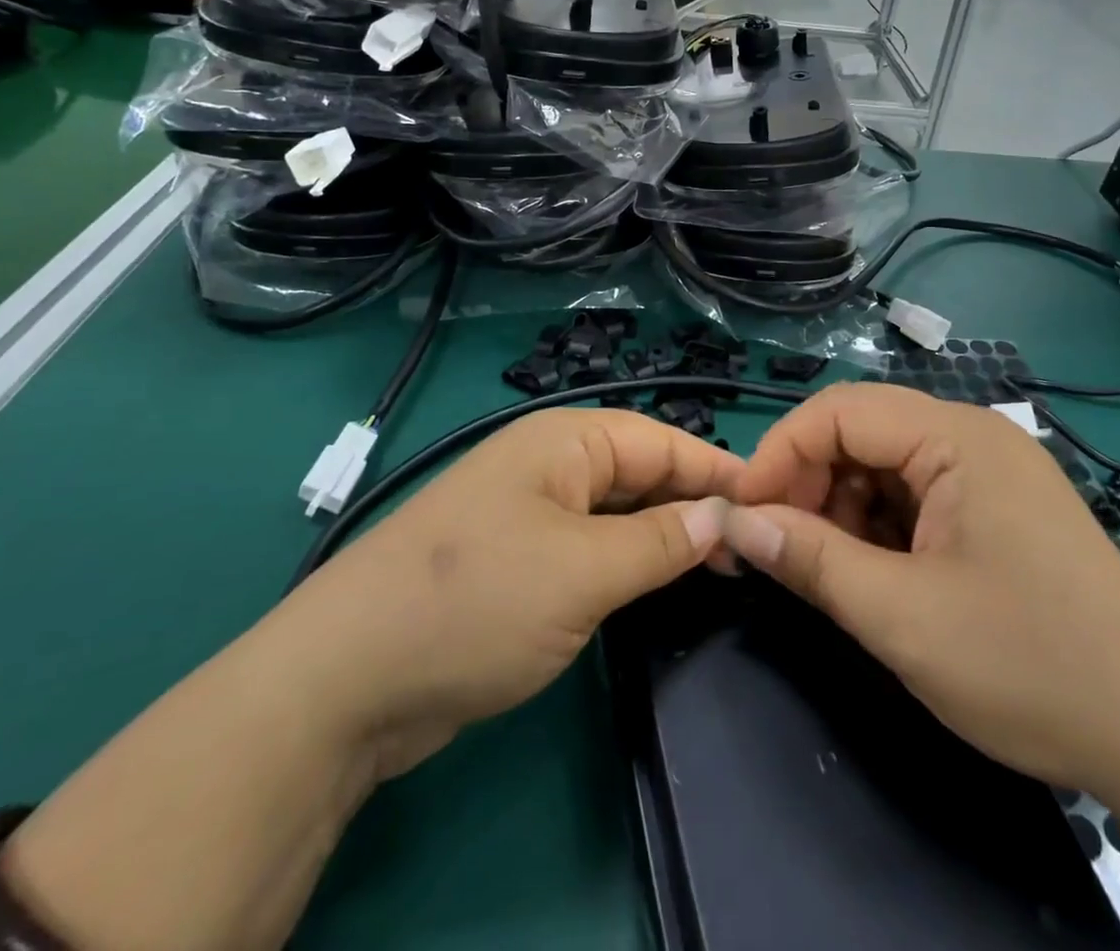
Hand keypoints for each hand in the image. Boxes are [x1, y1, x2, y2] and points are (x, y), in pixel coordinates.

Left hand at [277, 411, 737, 777]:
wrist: (346, 680)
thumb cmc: (478, 600)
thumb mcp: (583, 570)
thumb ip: (660, 541)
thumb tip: (723, 516)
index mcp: (563, 441)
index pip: (660, 441)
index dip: (717, 471)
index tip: (773, 505)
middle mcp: (547, 466)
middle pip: (639, 473)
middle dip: (693, 506)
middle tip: (753, 551)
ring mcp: (528, 515)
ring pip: (615, 515)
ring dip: (661, 538)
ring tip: (720, 571)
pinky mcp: (515, 564)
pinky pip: (588, 550)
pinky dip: (625, 565)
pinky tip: (656, 590)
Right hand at [723, 383, 1119, 793]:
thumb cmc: (1028, 664)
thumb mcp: (901, 616)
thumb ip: (809, 558)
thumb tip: (735, 523)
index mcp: (956, 436)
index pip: (839, 411)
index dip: (780, 454)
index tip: (744, 514)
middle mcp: (972, 434)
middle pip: (861, 432)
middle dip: (809, 482)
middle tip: (778, 546)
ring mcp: (989, 469)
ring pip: (883, 464)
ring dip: (841, 507)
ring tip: (827, 568)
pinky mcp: (997, 506)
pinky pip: (915, 493)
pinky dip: (879, 525)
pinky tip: (875, 572)